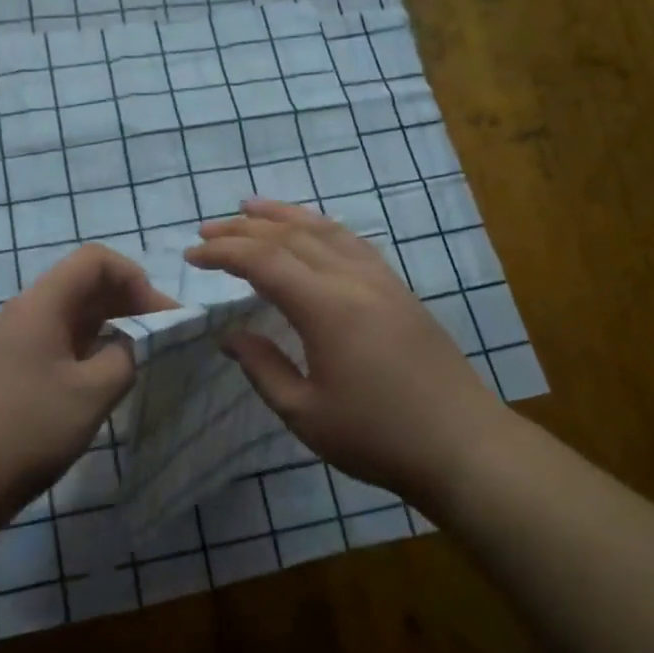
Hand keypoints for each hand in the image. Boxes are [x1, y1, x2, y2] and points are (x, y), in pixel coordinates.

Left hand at [0, 244, 174, 509]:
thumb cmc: (31, 430)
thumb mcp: (93, 393)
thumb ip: (126, 356)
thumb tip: (136, 342)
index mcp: (41, 305)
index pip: (95, 260)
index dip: (134, 278)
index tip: (159, 315)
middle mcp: (27, 311)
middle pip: (85, 283)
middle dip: (128, 299)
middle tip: (162, 334)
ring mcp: (17, 338)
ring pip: (74, 311)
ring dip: (112, 322)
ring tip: (142, 351)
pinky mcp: (15, 364)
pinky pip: (61, 336)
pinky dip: (92, 343)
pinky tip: (109, 371)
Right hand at [184, 200, 506, 503]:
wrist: (462, 445)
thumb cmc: (377, 437)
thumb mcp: (305, 413)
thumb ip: (263, 368)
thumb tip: (230, 336)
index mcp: (326, 308)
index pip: (264, 262)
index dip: (223, 253)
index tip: (191, 256)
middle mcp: (353, 280)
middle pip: (291, 237)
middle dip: (244, 229)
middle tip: (207, 230)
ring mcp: (382, 280)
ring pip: (325, 230)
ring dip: (284, 215)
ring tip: (251, 207)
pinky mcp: (399, 290)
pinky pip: (352, 242)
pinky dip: (321, 228)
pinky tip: (311, 231)